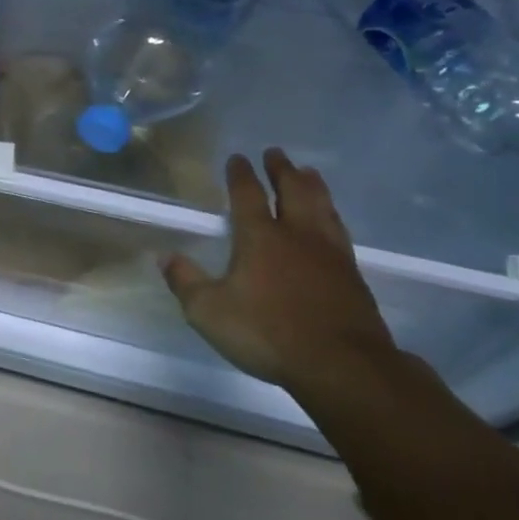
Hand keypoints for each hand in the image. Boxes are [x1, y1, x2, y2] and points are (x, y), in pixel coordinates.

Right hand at [163, 149, 398, 390]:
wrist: (342, 365)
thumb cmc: (267, 333)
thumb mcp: (208, 311)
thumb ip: (185, 282)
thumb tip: (165, 257)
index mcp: (260, 238)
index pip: (247, 195)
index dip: (240, 175)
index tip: (237, 158)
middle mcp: (297, 236)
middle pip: (293, 192)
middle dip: (282, 170)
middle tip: (277, 153)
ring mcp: (330, 254)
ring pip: (322, 207)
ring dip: (313, 186)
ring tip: (309, 172)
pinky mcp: (353, 276)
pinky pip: (340, 232)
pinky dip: (332, 216)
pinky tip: (331, 221)